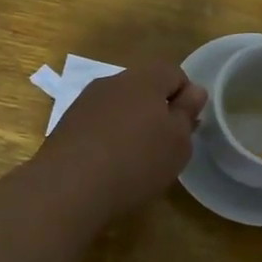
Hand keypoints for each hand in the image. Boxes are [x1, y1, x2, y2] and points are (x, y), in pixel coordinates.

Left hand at [32, 63, 207, 221]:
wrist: (68, 187)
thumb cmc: (136, 161)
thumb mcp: (177, 142)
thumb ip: (187, 112)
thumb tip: (194, 91)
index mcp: (145, 78)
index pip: (174, 73)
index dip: (186, 98)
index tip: (187, 128)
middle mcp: (113, 81)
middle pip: (145, 88)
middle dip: (158, 111)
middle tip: (165, 146)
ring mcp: (86, 102)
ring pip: (120, 106)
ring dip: (131, 125)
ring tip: (136, 160)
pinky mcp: (67, 124)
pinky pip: (98, 124)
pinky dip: (108, 138)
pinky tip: (109, 166)